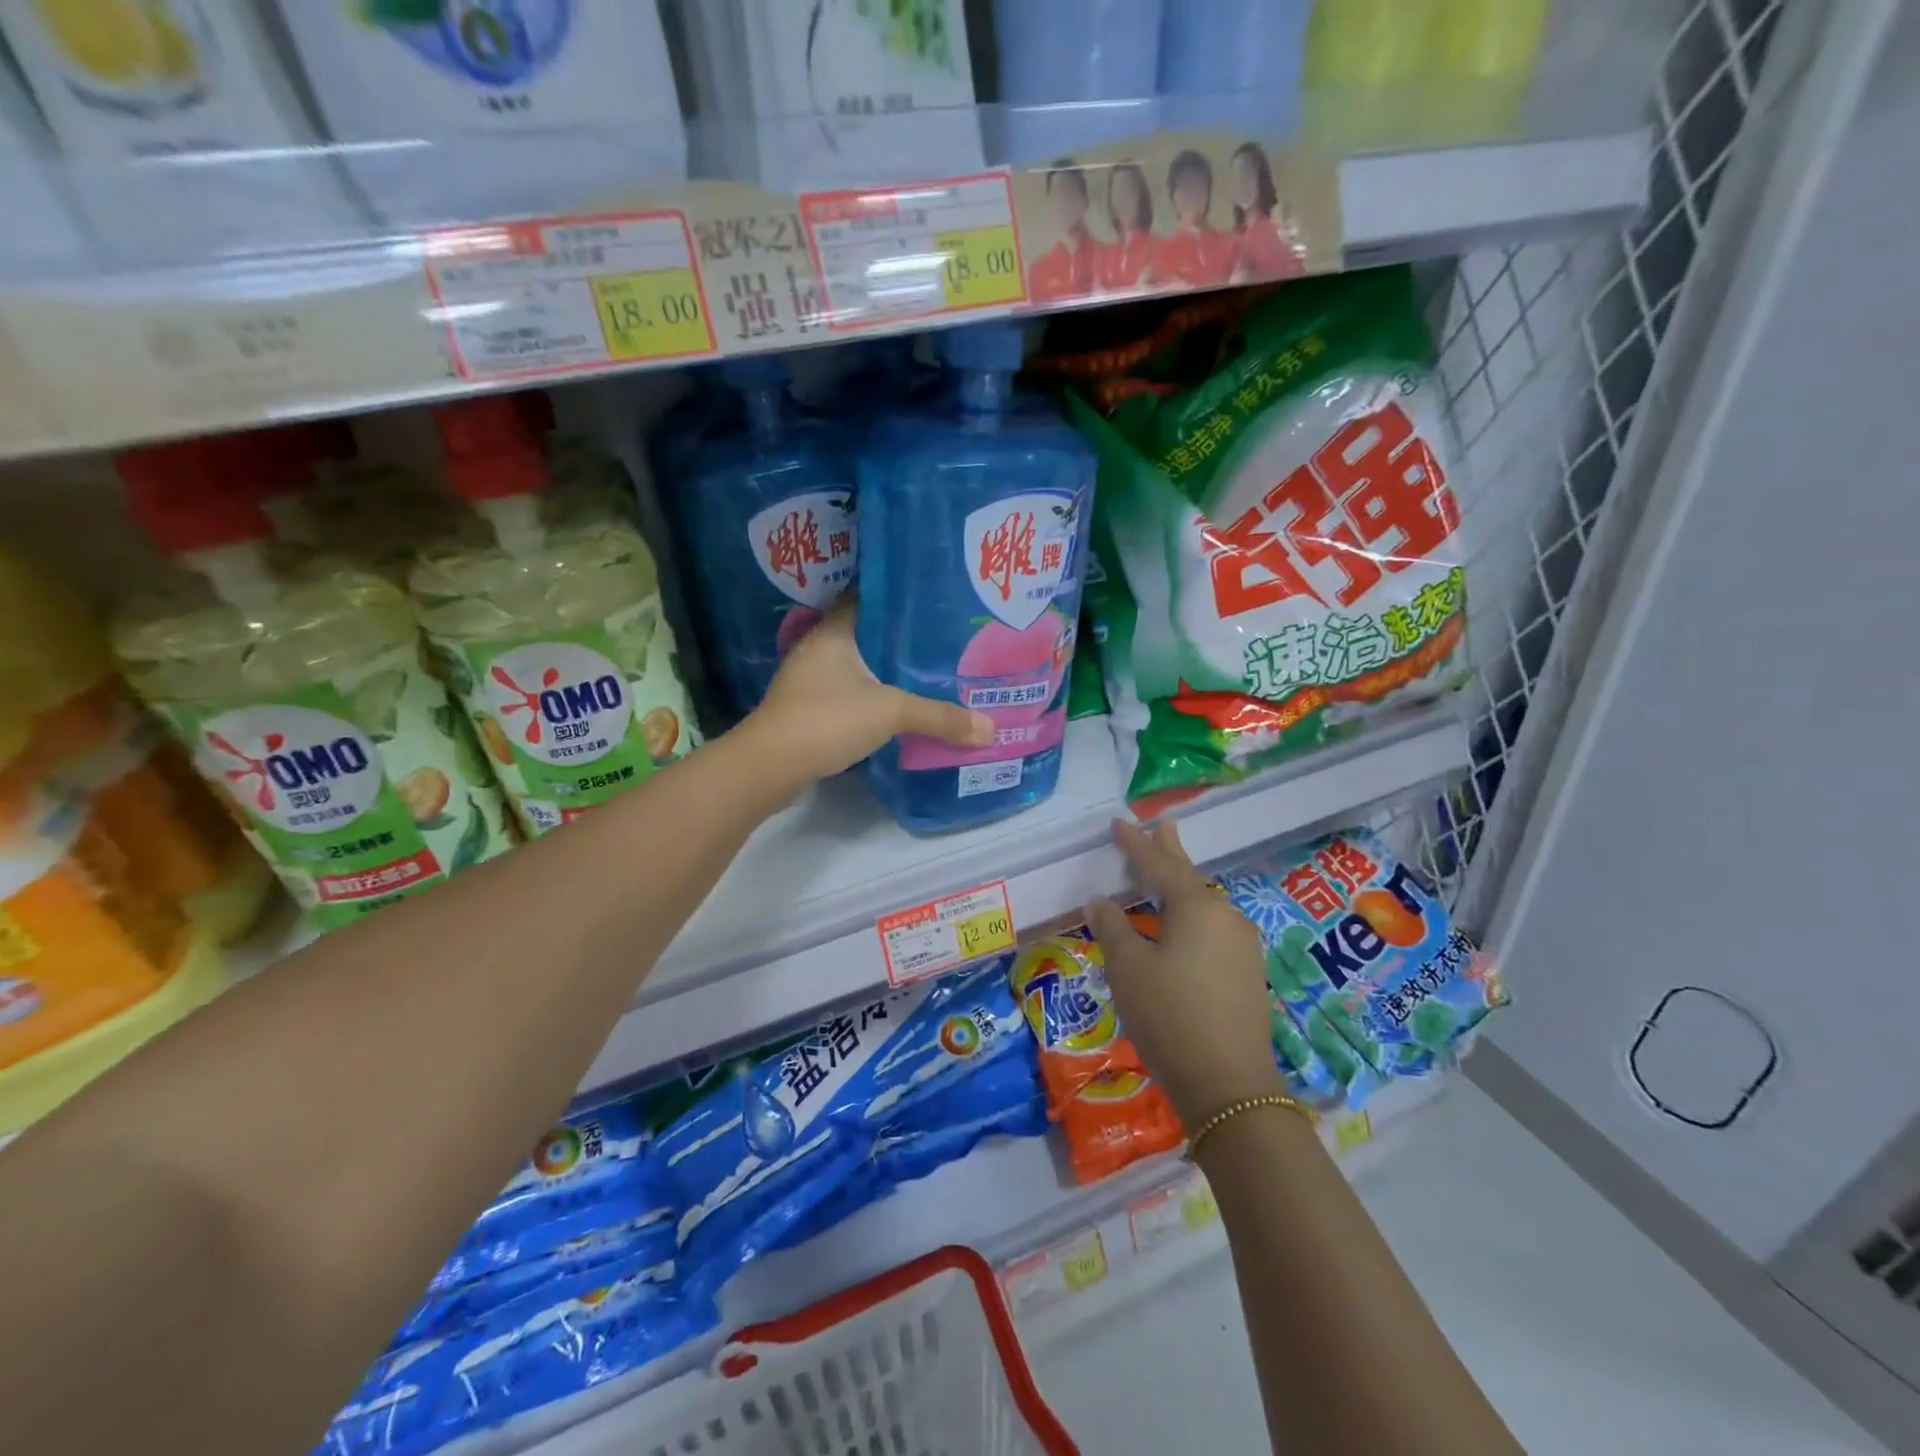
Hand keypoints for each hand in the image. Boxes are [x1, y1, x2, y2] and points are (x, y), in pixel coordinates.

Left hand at [750, 598, 993, 782]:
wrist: (770, 766)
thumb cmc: (828, 719)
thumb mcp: (891, 712)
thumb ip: (939, 718)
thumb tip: (990, 729)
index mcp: (833, 632)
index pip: (863, 597)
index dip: (894, 596)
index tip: (927, 600)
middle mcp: (817, 649)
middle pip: (862, 633)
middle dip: (896, 637)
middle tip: (937, 639)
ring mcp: (806, 681)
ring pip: (852, 665)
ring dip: (880, 669)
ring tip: (922, 671)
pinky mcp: (805, 709)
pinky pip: (843, 692)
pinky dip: (867, 696)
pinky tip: (892, 706)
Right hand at [1085, 820, 1284, 1127]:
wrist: (1229, 1085)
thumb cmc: (1169, 1016)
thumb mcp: (1128, 968)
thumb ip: (1112, 928)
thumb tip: (1100, 901)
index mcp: (1196, 906)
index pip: (1158, 865)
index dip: (1135, 844)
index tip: (1119, 823)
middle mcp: (1225, 916)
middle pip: (1190, 876)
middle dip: (1171, 851)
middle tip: (1163, 825)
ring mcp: (1241, 945)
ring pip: (1204, 904)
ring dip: (1182, 886)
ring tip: (1168, 873)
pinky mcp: (1247, 973)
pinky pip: (1213, 928)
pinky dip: (1192, 916)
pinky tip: (1185, 925)